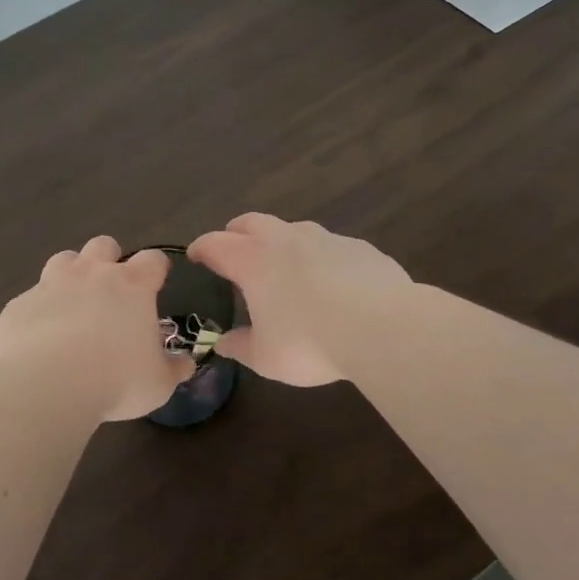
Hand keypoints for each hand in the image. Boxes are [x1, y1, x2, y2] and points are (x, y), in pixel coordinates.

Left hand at [0, 236, 193, 421]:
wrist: (47, 384)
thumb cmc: (116, 380)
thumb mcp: (158, 384)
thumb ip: (173, 369)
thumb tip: (185, 363)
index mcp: (131, 286)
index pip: (152, 260)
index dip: (156, 269)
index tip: (157, 282)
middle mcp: (91, 274)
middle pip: (103, 244)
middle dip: (109, 259)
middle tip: (111, 290)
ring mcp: (51, 284)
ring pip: (63, 260)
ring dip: (71, 275)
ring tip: (73, 304)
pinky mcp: (20, 304)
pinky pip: (31, 299)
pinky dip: (39, 311)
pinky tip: (40, 337)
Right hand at [188, 214, 411, 385]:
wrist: (382, 327)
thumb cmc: (310, 342)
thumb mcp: (266, 357)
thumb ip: (241, 347)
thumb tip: (224, 343)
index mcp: (253, 261)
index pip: (216, 244)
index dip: (202, 248)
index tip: (195, 255)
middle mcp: (284, 239)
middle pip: (251, 222)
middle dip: (237, 232)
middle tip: (234, 249)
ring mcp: (325, 238)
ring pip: (293, 230)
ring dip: (281, 242)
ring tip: (285, 267)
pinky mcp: (359, 247)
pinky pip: (331, 247)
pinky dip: (321, 258)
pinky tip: (332, 282)